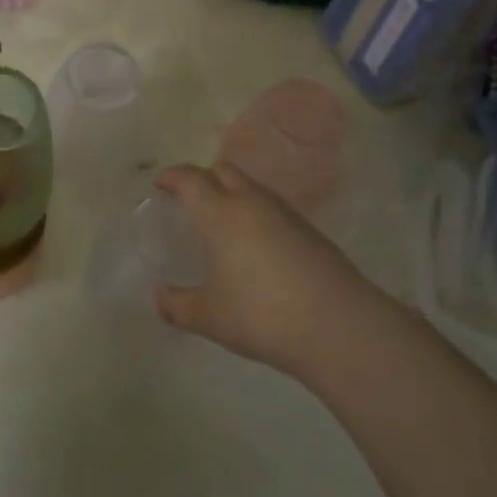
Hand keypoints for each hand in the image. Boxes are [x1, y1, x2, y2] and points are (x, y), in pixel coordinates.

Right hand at [154, 162, 380, 380]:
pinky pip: (272, 209)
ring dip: (232, 194)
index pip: (191, 178)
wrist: (337, 325)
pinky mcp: (309, 230)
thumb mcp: (210, 317)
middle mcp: (251, 202)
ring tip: (223, 225)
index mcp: (220, 213)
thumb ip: (178, 306)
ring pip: (251, 188)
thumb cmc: (261, 314)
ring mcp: (284, 213)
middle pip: (223, 171)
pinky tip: (255, 247)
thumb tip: (159, 298)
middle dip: (203, 179)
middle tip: (190, 202)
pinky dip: (256, 215)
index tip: (160, 185)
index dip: (172, 177)